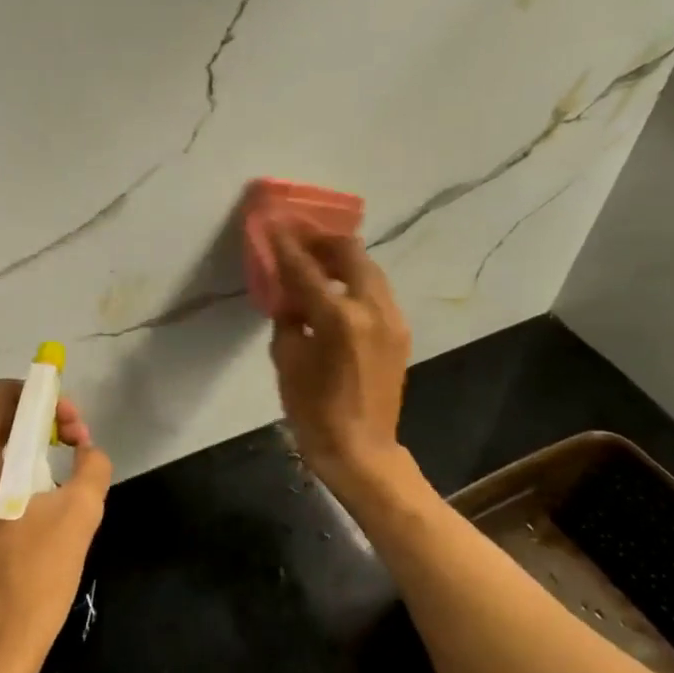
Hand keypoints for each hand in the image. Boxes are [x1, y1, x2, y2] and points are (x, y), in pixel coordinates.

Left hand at [0, 380, 112, 672]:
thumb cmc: (31, 578)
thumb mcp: (78, 515)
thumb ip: (91, 467)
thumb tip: (88, 453)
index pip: (3, 395)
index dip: (44, 398)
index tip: (72, 427)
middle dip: (41, 425)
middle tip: (77, 449)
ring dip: (31, 454)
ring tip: (65, 481)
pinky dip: (13, 481)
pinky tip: (41, 510)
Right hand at [269, 223, 411, 484]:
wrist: (362, 449)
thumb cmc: (314, 411)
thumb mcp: (288, 361)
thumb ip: (288, 318)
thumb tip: (289, 295)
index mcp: (338, 318)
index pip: (306, 268)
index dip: (286, 244)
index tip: (274, 223)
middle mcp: (371, 309)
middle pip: (350, 253)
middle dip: (322, 240)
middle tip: (298, 238)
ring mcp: (392, 318)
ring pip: (369, 269)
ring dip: (341, 259)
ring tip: (315, 260)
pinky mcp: (400, 330)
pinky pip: (376, 291)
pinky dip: (355, 280)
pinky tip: (335, 289)